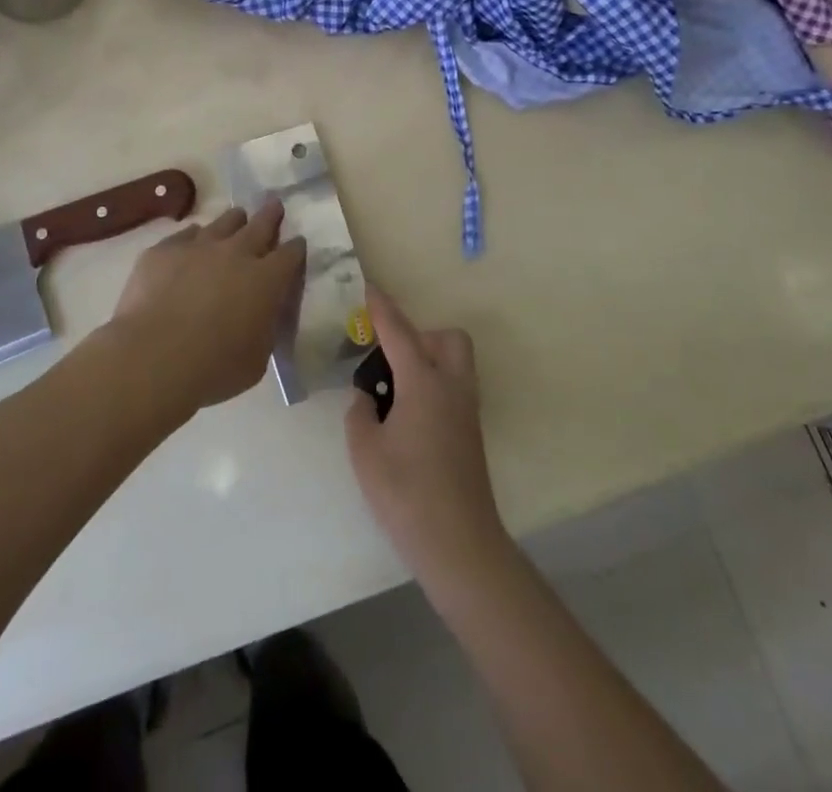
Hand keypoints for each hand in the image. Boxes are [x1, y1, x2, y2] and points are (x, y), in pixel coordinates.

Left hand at [109, 199, 305, 412]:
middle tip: (274, 204)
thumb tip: (263, 316)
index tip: (297, 243)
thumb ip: (264, 329)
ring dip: (233, 221)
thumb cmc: (214, 367)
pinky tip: (191, 243)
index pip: (290, 254)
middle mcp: (236, 253)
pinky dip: (193, 238)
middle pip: (260, 224)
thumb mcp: (257, 358)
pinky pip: (185, 235)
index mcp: (266, 280)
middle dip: (270, 214)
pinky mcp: (164, 250)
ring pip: (223, 222)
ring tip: (236, 218)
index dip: (295, 248)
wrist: (153, 355)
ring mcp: (198, 246)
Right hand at [345, 287, 507, 585]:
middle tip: (388, 360)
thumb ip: (360, 413)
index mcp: (423, 383)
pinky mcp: (471, 432)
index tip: (367, 286)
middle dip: (418, 335)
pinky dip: (433, 384)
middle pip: (446, 338)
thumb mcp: (365, 451)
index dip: (381, 307)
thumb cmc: (406, 493)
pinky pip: (454, 387)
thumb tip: (367, 399)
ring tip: (395, 390)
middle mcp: (451, 386)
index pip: (399, 331)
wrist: (459, 543)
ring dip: (428, 359)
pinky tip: (408, 416)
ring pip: (455, 361)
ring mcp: (466, 410)